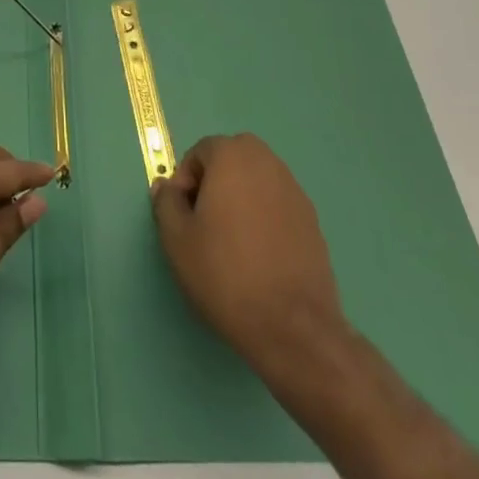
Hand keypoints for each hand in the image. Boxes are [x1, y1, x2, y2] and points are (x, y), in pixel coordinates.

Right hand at [151, 133, 347, 382]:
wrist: (292, 327)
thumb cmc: (225, 273)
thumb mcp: (176, 238)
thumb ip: (166, 202)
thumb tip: (167, 186)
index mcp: (233, 157)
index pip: (201, 151)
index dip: (185, 180)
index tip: (182, 215)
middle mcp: (268, 163)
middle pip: (232, 159)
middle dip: (214, 182)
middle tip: (203, 221)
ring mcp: (295, 192)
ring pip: (257, 181)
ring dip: (240, 197)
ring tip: (230, 240)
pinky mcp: (312, 222)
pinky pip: (277, 205)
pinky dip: (263, 217)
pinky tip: (258, 255)